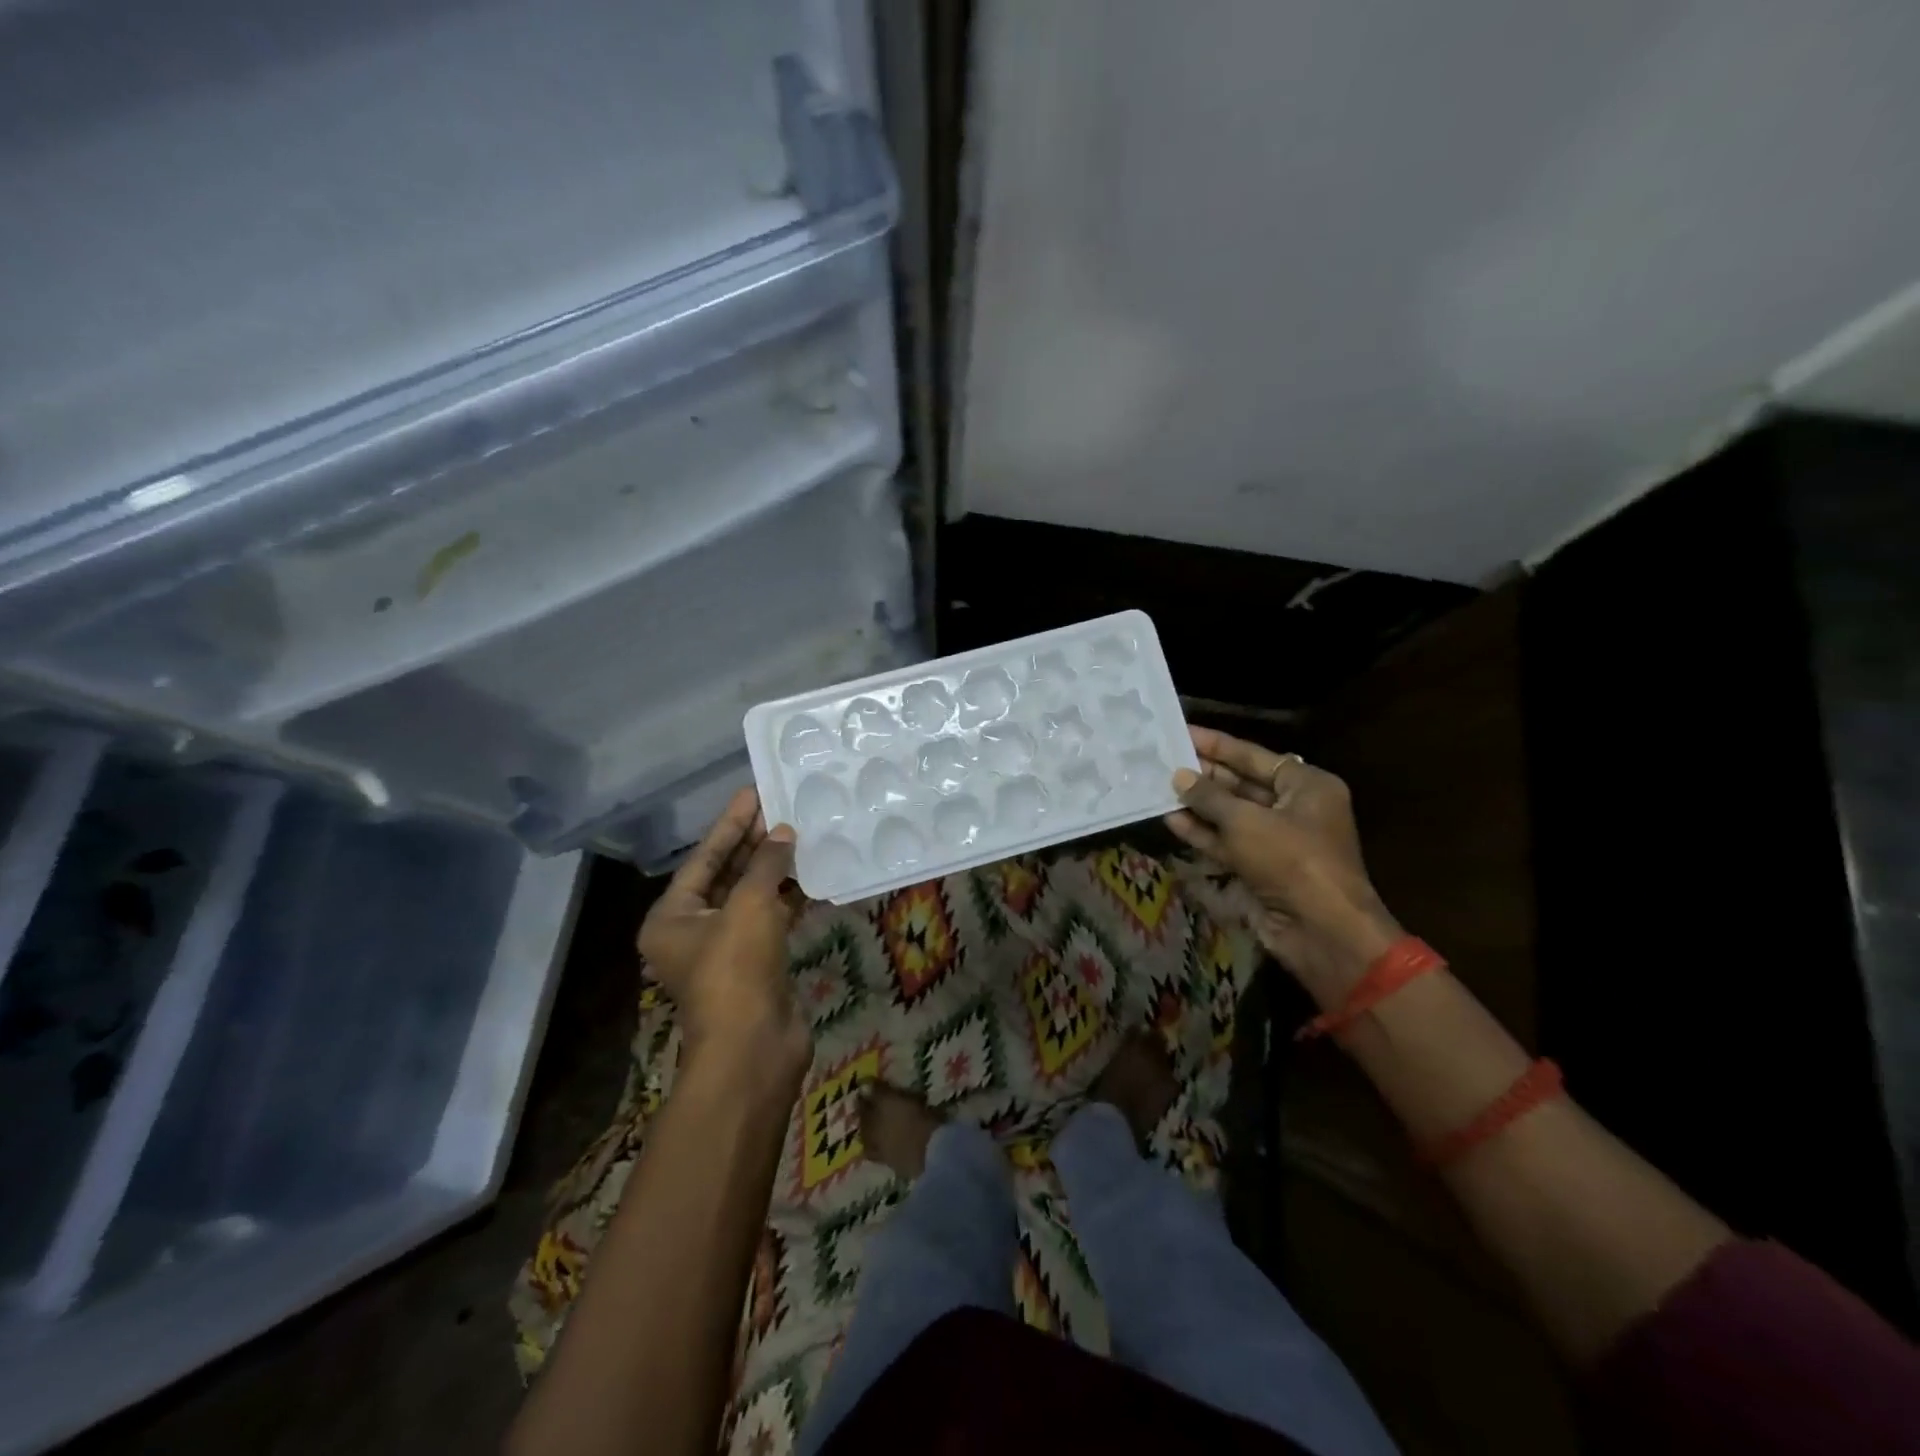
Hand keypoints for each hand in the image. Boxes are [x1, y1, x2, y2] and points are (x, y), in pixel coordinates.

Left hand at [637, 788, 809, 1074]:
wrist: (754, 1047)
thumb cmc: (737, 969)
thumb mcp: (749, 906)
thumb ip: (766, 864)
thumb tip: (783, 833)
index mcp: (672, 917)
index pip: (703, 857)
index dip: (730, 824)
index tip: (754, 793)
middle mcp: (693, 930)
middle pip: (725, 874)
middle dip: (754, 842)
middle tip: (781, 808)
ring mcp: (726, 949)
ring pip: (751, 897)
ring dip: (774, 868)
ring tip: (800, 832)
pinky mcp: (757, 963)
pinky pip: (771, 918)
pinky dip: (789, 897)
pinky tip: (812, 873)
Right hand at [1165, 727, 1400, 996]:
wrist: (1321, 931)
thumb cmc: (1291, 860)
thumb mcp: (1246, 821)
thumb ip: (1209, 796)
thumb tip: (1179, 776)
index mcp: (1307, 786)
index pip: (1254, 756)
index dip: (1217, 744)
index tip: (1182, 732)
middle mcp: (1294, 809)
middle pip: (1241, 784)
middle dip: (1204, 775)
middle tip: (1163, 760)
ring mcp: (1277, 842)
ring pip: (1231, 816)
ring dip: (1198, 805)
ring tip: (1159, 787)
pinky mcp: (1260, 869)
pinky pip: (1227, 843)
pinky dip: (1202, 833)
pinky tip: (1171, 820)